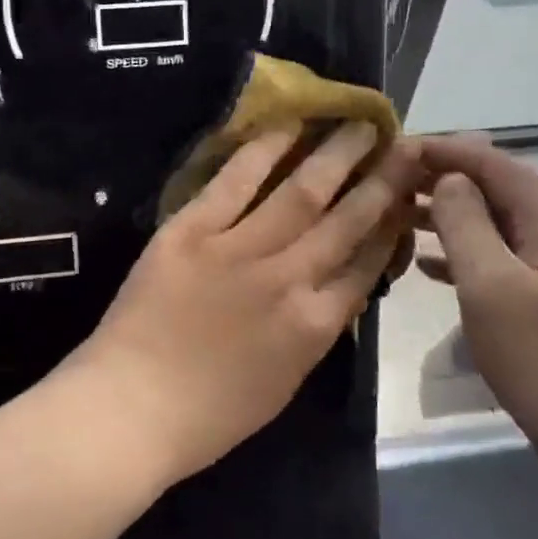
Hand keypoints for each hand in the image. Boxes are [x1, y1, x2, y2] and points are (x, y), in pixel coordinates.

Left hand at [69, 122, 422, 487]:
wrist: (130, 406)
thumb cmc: (208, 413)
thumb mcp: (284, 381)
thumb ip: (315, 329)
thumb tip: (338, 284)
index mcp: (315, 326)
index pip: (367, 265)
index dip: (391, 227)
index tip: (407, 196)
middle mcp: (288, 279)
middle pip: (347, 221)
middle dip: (382, 181)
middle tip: (405, 146)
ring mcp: (239, 250)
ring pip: (301, 193)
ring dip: (336, 155)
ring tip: (359, 125)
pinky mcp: (192, 230)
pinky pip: (235, 183)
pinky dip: (263, 151)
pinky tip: (288, 126)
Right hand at [417, 134, 537, 492]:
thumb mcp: (493, 288)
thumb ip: (465, 224)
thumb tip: (448, 180)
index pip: (492, 162)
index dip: (442, 150)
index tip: (393, 149)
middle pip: (496, 188)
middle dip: (441, 179)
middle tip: (387, 182)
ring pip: (496, 224)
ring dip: (449, 216)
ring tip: (398, 216)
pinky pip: (503, 259)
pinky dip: (465, 253)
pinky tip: (429, 267)